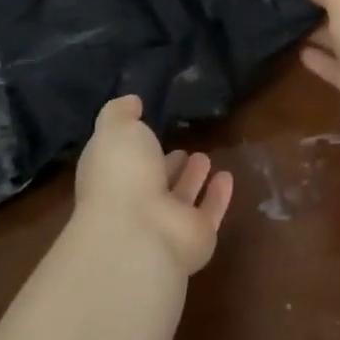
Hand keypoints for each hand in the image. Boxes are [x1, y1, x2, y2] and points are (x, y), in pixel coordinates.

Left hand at [74, 96, 233, 275]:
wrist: (139, 234)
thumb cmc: (121, 176)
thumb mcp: (115, 129)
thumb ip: (120, 112)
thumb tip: (131, 103)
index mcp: (112, 178)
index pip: (123, 161)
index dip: (135, 145)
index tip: (148, 126)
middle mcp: (136, 202)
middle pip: (154, 181)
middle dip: (166, 164)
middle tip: (182, 148)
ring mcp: (166, 223)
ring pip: (181, 197)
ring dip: (191, 178)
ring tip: (204, 157)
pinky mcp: (196, 237)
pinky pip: (209, 212)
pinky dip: (218, 196)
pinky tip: (227, 177)